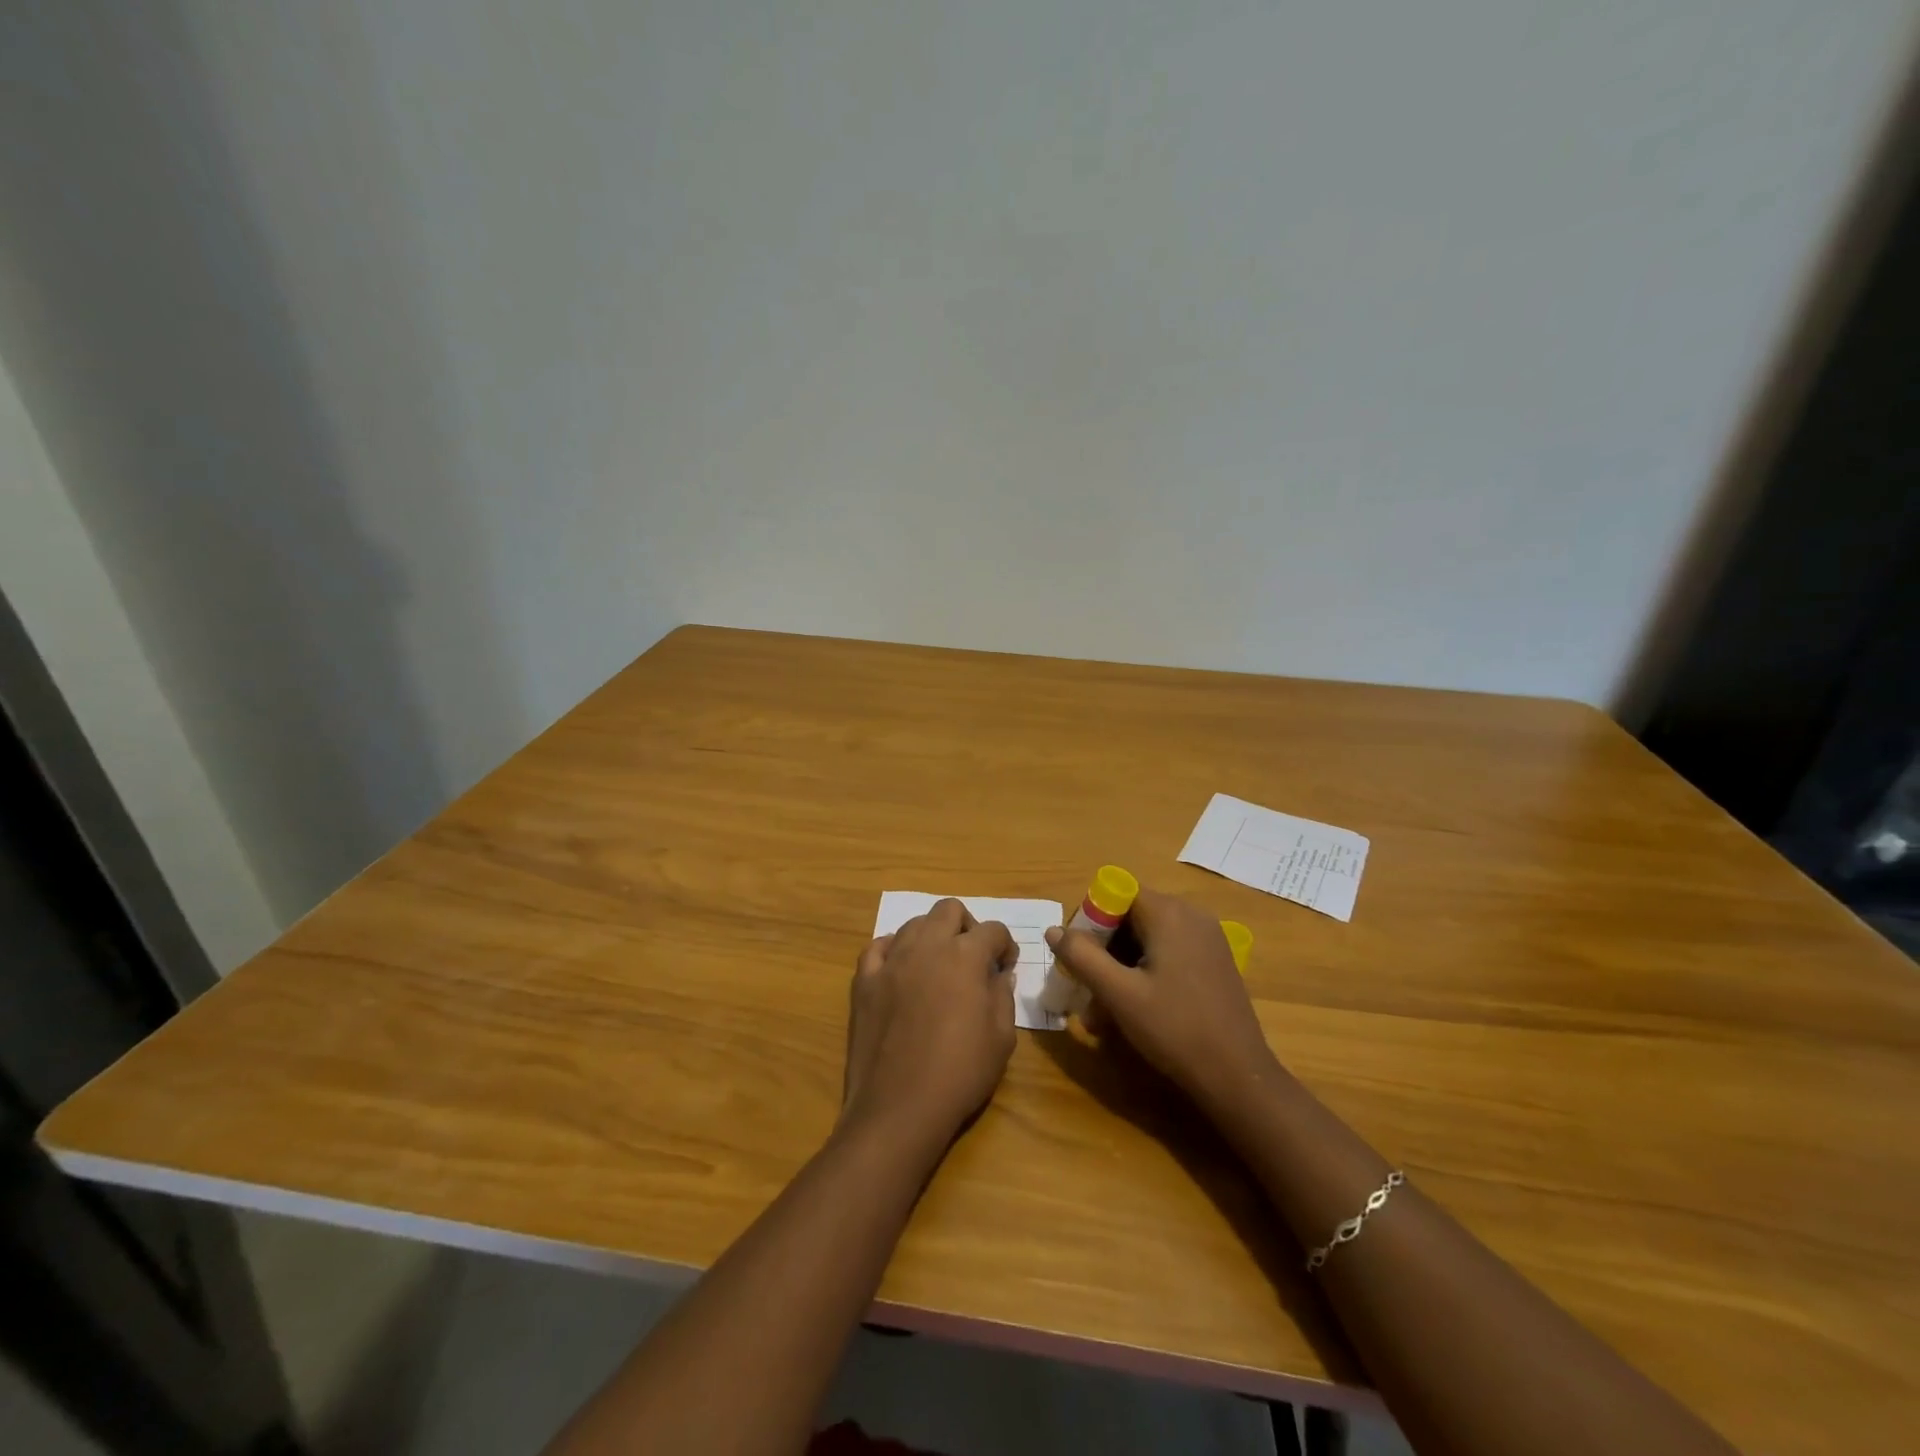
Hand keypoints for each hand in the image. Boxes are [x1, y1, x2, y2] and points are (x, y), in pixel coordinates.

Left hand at [841, 899, 1017, 1154]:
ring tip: (937, 966)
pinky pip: (877, 947)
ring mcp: (891, 961)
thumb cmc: (960, 1073)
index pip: (993, 930)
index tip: (1005, 966)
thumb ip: (1003, 996)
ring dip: (931, 936)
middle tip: (972, 958)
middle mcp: (927, 947)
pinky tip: (900, 970)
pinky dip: (893, 950)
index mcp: (965, 956)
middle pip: (949, 909)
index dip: (1005, 945)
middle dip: (967, 926)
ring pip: (914, 923)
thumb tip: (999, 974)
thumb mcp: (1001, 1039)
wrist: (898, 1107)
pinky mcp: (864, 980)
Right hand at [1044, 888, 1275, 1111]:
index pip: (1114, 894)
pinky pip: (1168, 955)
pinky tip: (1133, 1012)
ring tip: (1102, 1016)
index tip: (1077, 958)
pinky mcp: (1214, 963)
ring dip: (1119, 970)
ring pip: (1147, 941)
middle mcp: (1191, 916)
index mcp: (1168, 913)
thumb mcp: (1119, 994)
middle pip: (1130, 918)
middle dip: (1102, 953)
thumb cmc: (1175, 1029)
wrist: (1239, 1077)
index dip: (1089, 922)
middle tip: (1085, 993)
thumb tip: (1054, 930)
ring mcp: (1207, 939)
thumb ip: (1082, 957)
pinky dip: (1144, 975)